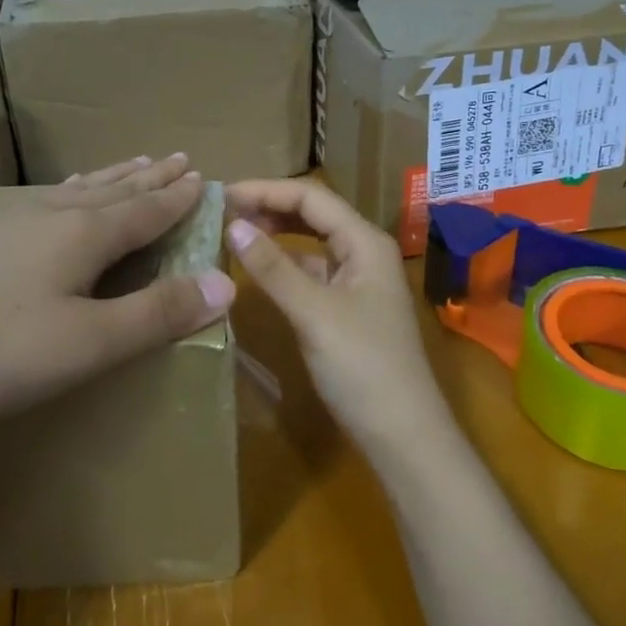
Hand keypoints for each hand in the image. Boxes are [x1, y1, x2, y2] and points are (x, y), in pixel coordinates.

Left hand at [0, 155, 235, 438]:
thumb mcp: (89, 344)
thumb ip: (158, 314)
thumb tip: (227, 284)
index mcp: (82, 234)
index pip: (145, 209)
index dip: (177, 197)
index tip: (203, 177)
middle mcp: (49, 216)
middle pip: (113, 190)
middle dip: (149, 177)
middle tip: (177, 157)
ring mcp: (6, 223)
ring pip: (75, 190)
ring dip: (111, 177)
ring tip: (133, 163)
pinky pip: (41, 200)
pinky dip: (67, 191)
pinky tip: (56, 196)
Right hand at [224, 179, 450, 452]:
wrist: (402, 435)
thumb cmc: (362, 366)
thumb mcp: (313, 312)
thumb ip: (272, 267)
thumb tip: (232, 225)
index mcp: (364, 241)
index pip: (311, 197)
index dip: (266, 190)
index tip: (223, 194)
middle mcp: (364, 251)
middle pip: (313, 214)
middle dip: (270, 207)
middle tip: (223, 211)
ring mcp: (357, 280)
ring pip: (312, 242)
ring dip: (276, 233)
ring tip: (234, 231)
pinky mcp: (347, 307)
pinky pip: (312, 271)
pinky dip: (284, 264)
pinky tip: (258, 269)